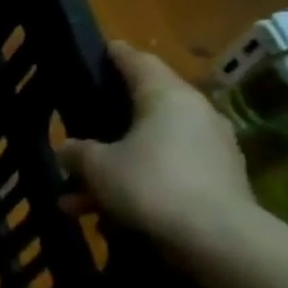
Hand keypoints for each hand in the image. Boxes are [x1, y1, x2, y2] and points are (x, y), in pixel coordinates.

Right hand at [56, 41, 253, 252]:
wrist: (217, 238)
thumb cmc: (150, 184)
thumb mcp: (97, 166)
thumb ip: (78, 152)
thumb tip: (70, 148)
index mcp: (168, 98)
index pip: (140, 64)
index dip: (118, 55)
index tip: (105, 48)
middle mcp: (195, 116)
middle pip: (143, 111)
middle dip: (106, 127)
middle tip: (79, 130)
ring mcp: (210, 150)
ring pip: (148, 150)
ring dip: (112, 170)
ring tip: (75, 199)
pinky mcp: (216, 183)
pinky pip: (164, 175)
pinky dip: (135, 188)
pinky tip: (104, 217)